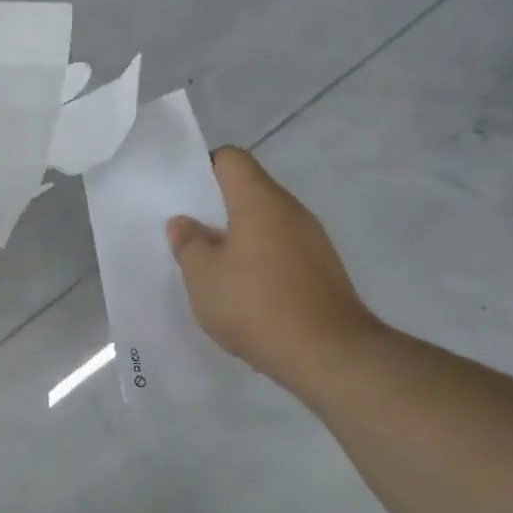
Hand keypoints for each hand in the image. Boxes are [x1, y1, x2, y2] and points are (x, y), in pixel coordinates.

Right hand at [169, 147, 384, 394]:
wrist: (328, 354)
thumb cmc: (255, 304)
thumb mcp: (203, 276)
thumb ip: (188, 244)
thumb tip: (184, 223)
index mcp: (259, 200)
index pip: (231, 159)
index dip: (204, 168)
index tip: (184, 195)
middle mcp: (291, 210)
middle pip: (250, 190)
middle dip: (217, 208)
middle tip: (190, 234)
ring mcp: (313, 240)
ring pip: (266, 223)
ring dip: (239, 237)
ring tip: (213, 267)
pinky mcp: (323, 269)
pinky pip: (282, 249)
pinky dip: (260, 260)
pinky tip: (245, 292)